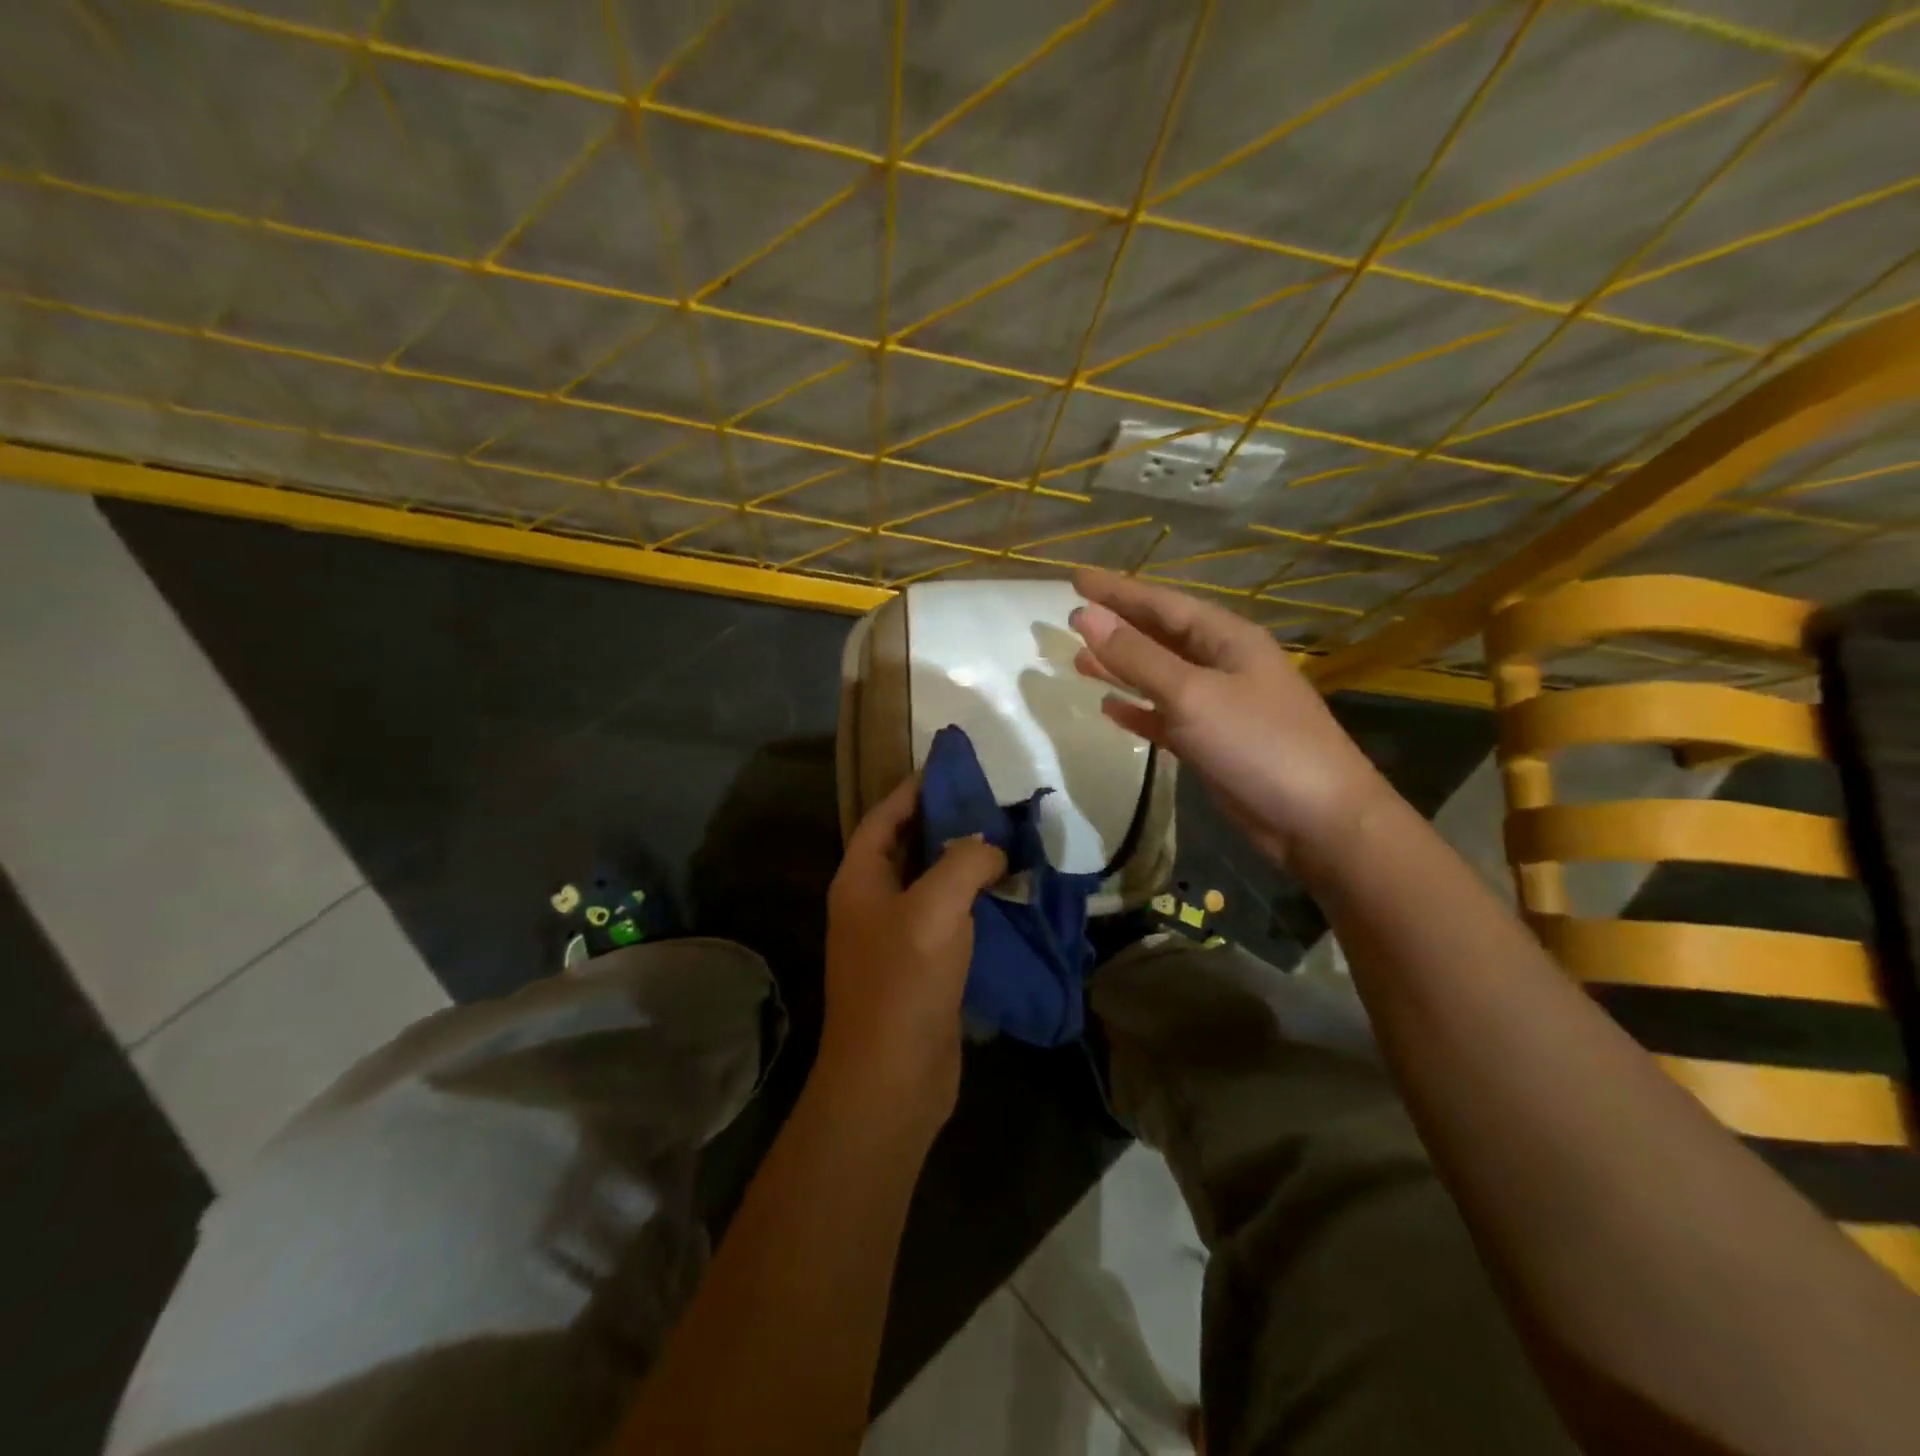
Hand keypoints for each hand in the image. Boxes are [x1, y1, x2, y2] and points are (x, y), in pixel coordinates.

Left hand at [822, 775, 1007, 1129]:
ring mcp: (895, 937)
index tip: (953, 769)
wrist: (893, 1078)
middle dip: (946, 823)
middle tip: (992, 804)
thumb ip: (965, 861)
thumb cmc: (905, 981)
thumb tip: (991, 848)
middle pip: (908, 847)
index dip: (914, 789)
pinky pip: (947, 918)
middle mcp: (872, 902)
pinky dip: (973, 902)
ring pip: (931, 884)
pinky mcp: (921, 967)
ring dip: (964, 864)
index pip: (884, 817)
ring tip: (1008, 842)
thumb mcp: (936, 906)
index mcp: (860, 879)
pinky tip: (1008, 894)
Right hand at [1070, 567, 1388, 872]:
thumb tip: (1085, 617)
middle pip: (1160, 636)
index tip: (1075, 578)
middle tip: (1071, 618)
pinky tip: (1109, 708)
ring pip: (1159, 677)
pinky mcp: (1211, 743)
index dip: (1117, 590)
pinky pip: (1165, 717)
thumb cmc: (1258, 743)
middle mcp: (1222, 664)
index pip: (1162, 603)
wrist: (1317, 820)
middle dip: (1117, 626)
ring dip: (1121, 668)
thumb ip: (1137, 657)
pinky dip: (1138, 711)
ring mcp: (1218, 705)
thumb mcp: (1192, 694)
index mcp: (1226, 639)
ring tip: (1078, 660)